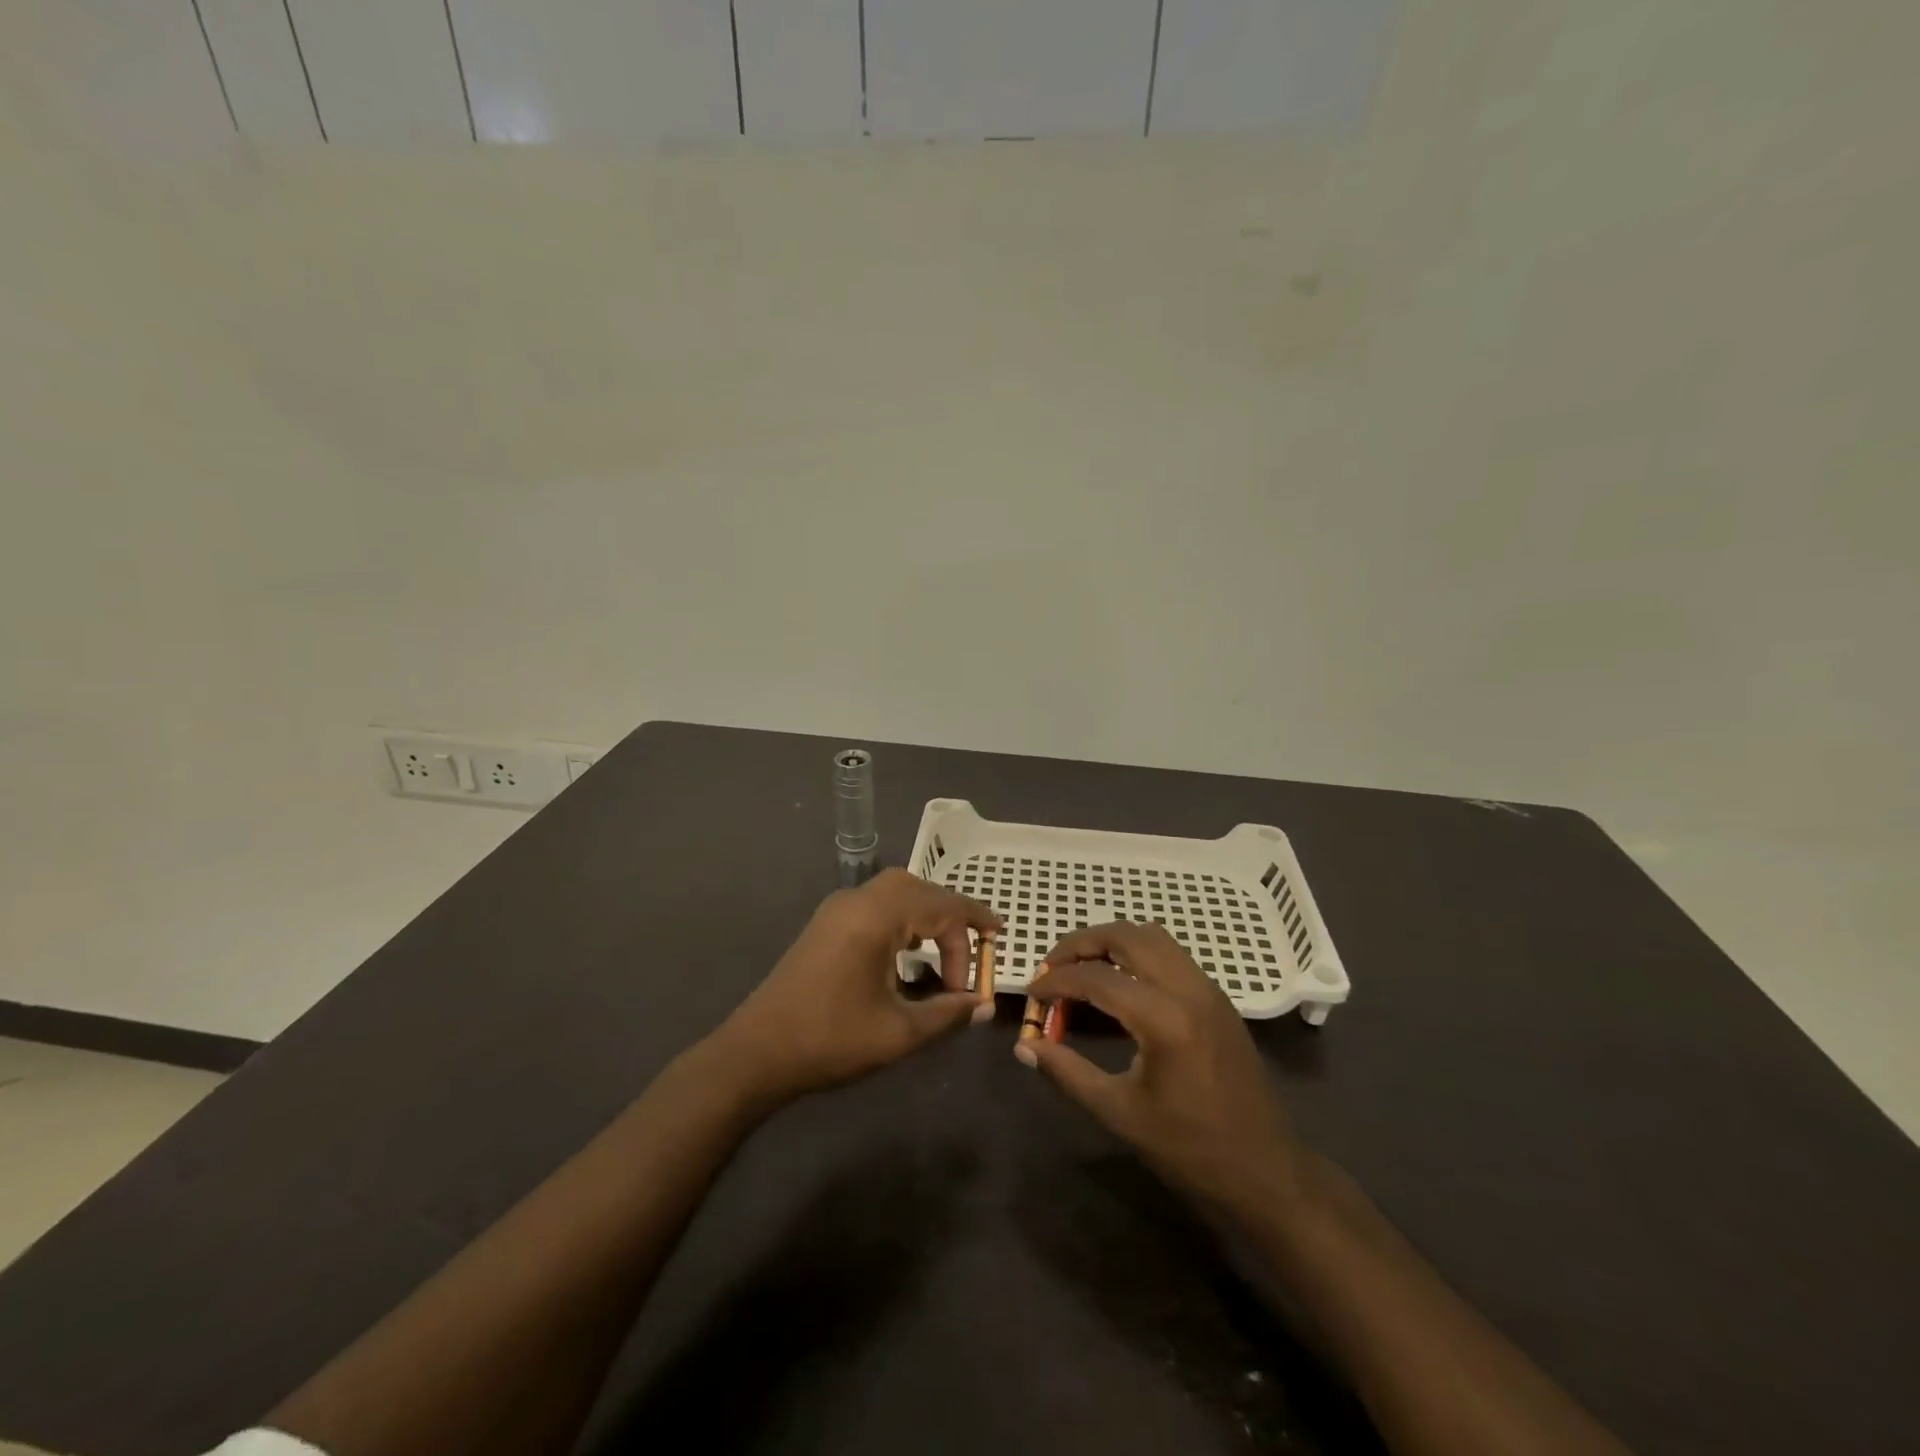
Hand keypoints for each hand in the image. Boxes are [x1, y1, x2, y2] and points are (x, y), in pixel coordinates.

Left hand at [714, 869, 1001, 1104]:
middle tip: (973, 952)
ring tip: (947, 955)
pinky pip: (876, 905)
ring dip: (926, 916)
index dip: (976, 923)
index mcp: (877, 916)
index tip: (999, 944)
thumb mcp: (898, 1032)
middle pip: (919, 889)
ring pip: (896, 892)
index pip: (942, 905)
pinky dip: (903, 920)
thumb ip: (947, 1013)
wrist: (755, 1053)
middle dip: (952, 917)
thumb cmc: (830, 1040)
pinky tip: (908, 955)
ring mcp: (837, 909)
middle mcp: (857, 900)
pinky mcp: (826, 924)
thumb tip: (983, 1004)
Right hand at [1020, 921, 1304, 1210]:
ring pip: (1151, 936)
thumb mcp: (1119, 1113)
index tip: (1032, 992)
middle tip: (1052, 966)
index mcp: (1165, 1020)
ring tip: (1081, 968)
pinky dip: (1136, 953)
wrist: (1267, 1172)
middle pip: (1126, 935)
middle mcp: (1189, 989)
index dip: (1056, 980)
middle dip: (1082, 943)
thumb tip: (1025, 1046)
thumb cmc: (1191, 1150)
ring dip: (1111, 941)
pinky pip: (1170, 953)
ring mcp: (1208, 989)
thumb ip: (1067, 1072)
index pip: (1097, 978)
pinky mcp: (1217, 998)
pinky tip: (1118, 983)